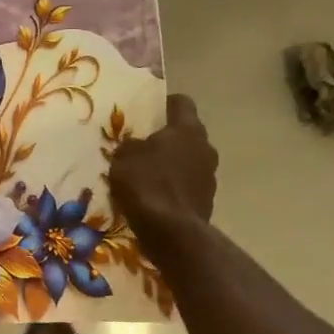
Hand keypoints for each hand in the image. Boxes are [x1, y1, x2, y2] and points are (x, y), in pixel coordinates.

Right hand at [111, 94, 216, 239]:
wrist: (171, 231)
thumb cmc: (146, 184)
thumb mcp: (123, 158)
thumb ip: (131, 145)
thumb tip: (135, 145)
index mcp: (187, 129)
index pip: (182, 102)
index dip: (165, 104)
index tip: (149, 111)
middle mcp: (205, 146)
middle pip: (187, 134)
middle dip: (169, 137)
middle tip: (145, 144)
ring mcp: (210, 175)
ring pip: (190, 160)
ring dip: (174, 164)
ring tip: (150, 174)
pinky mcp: (208, 200)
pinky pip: (189, 185)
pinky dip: (176, 187)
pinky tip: (157, 196)